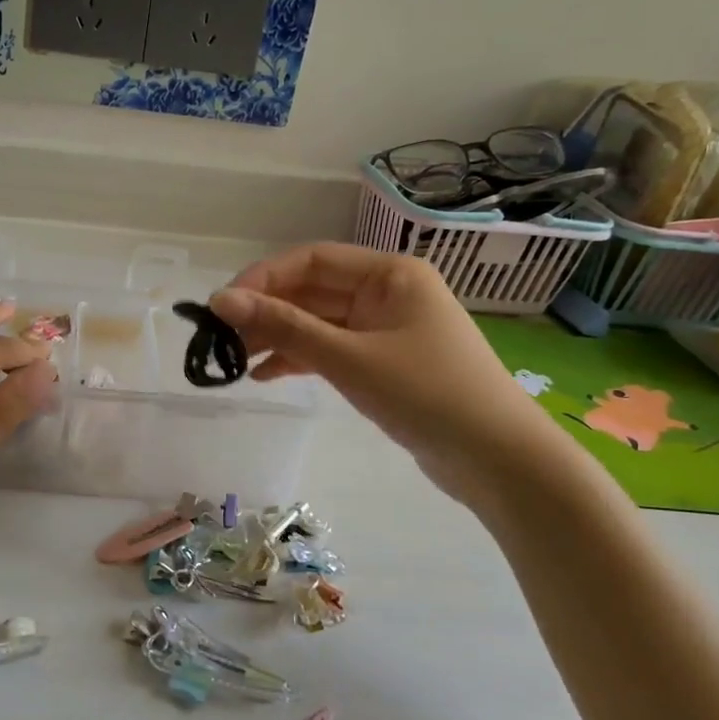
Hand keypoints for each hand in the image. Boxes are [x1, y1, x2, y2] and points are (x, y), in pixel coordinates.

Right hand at [210, 243, 558, 498]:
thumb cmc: (426, 395)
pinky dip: (301, 359)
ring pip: (318, 322)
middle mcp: (388, 292)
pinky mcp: (384, 362)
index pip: (311, 260)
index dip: (262, 279)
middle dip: (266, 312)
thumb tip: (220, 300)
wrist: (497, 459)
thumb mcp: (348, 358)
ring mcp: (387, 329)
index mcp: (389, 274)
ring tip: (236, 361)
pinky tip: (267, 376)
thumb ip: (284, 327)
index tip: (221, 307)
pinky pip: (332, 349)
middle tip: (221, 340)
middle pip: (313, 291)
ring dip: (278, 337)